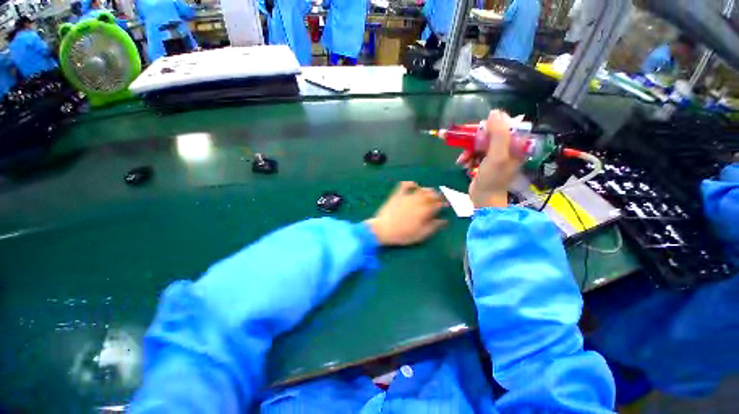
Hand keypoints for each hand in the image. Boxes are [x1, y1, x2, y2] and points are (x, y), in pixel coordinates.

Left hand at [366, 181, 446, 245]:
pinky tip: (414, 184)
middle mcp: (417, 202)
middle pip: (431, 195)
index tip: (448, 204)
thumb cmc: (402, 235)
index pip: (438, 205)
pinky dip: (410, 184)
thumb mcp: (420, 235)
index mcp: (424, 212)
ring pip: (421, 190)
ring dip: (428, 189)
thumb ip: (432, 227)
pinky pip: (404, 186)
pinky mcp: (397, 195)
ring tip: (432, 191)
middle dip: (438, 195)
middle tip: (442, 197)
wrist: (382, 230)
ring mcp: (407, 197)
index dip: (444, 203)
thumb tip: (444, 221)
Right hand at [457, 110, 521, 207]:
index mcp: (516, 144)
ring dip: (468, 150)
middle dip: (475, 140)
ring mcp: (495, 154)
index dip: (491, 125)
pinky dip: (467, 157)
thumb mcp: (497, 156)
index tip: (479, 131)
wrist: (484, 198)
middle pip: (490, 133)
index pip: (506, 124)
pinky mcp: (484, 161)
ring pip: (479, 143)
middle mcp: (507, 147)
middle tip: (465, 144)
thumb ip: (498, 134)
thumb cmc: (493, 179)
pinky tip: (463, 163)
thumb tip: (494, 112)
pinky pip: (474, 152)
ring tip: (463, 159)